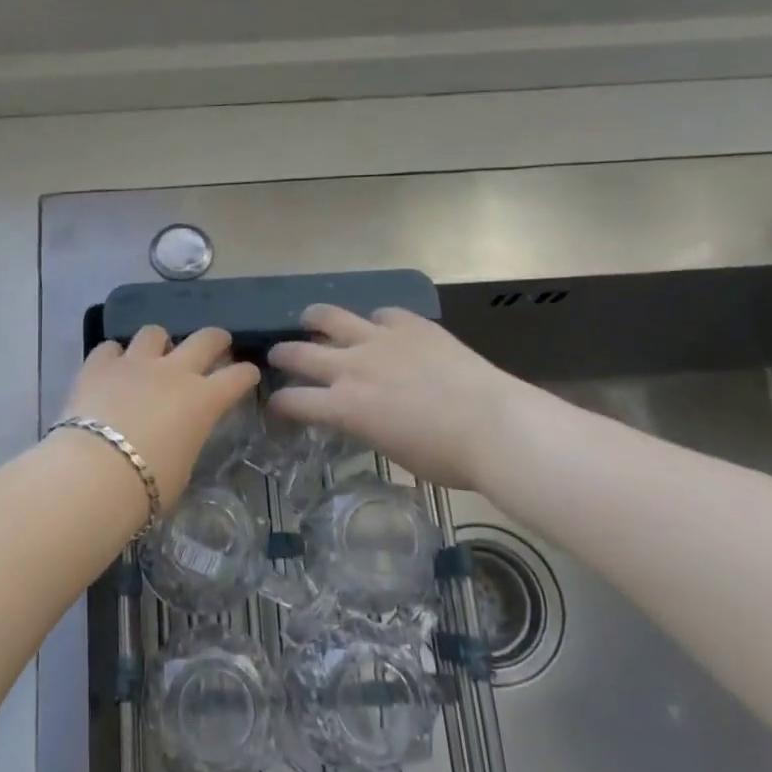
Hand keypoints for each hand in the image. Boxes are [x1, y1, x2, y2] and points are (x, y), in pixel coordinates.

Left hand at [60, 327, 261, 510]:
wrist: (95, 474)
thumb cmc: (148, 486)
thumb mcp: (182, 468)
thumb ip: (185, 441)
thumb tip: (176, 438)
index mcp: (203, 401)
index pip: (238, 377)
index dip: (246, 373)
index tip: (248, 374)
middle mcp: (174, 372)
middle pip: (205, 339)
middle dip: (215, 339)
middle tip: (217, 343)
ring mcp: (135, 363)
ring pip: (154, 333)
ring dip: (158, 342)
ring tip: (153, 355)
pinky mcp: (99, 365)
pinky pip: (109, 348)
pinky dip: (113, 356)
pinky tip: (111, 368)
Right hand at [268, 305, 527, 491]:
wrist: (495, 425)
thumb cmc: (446, 457)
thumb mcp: (391, 450)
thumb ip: (365, 425)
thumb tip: (361, 415)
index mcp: (345, 407)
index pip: (294, 401)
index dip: (279, 403)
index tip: (276, 404)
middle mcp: (352, 367)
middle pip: (300, 353)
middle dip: (282, 354)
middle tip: (278, 355)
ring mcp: (381, 339)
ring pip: (331, 317)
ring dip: (314, 319)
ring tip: (310, 319)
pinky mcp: (411, 324)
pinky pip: (383, 314)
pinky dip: (376, 320)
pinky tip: (380, 326)